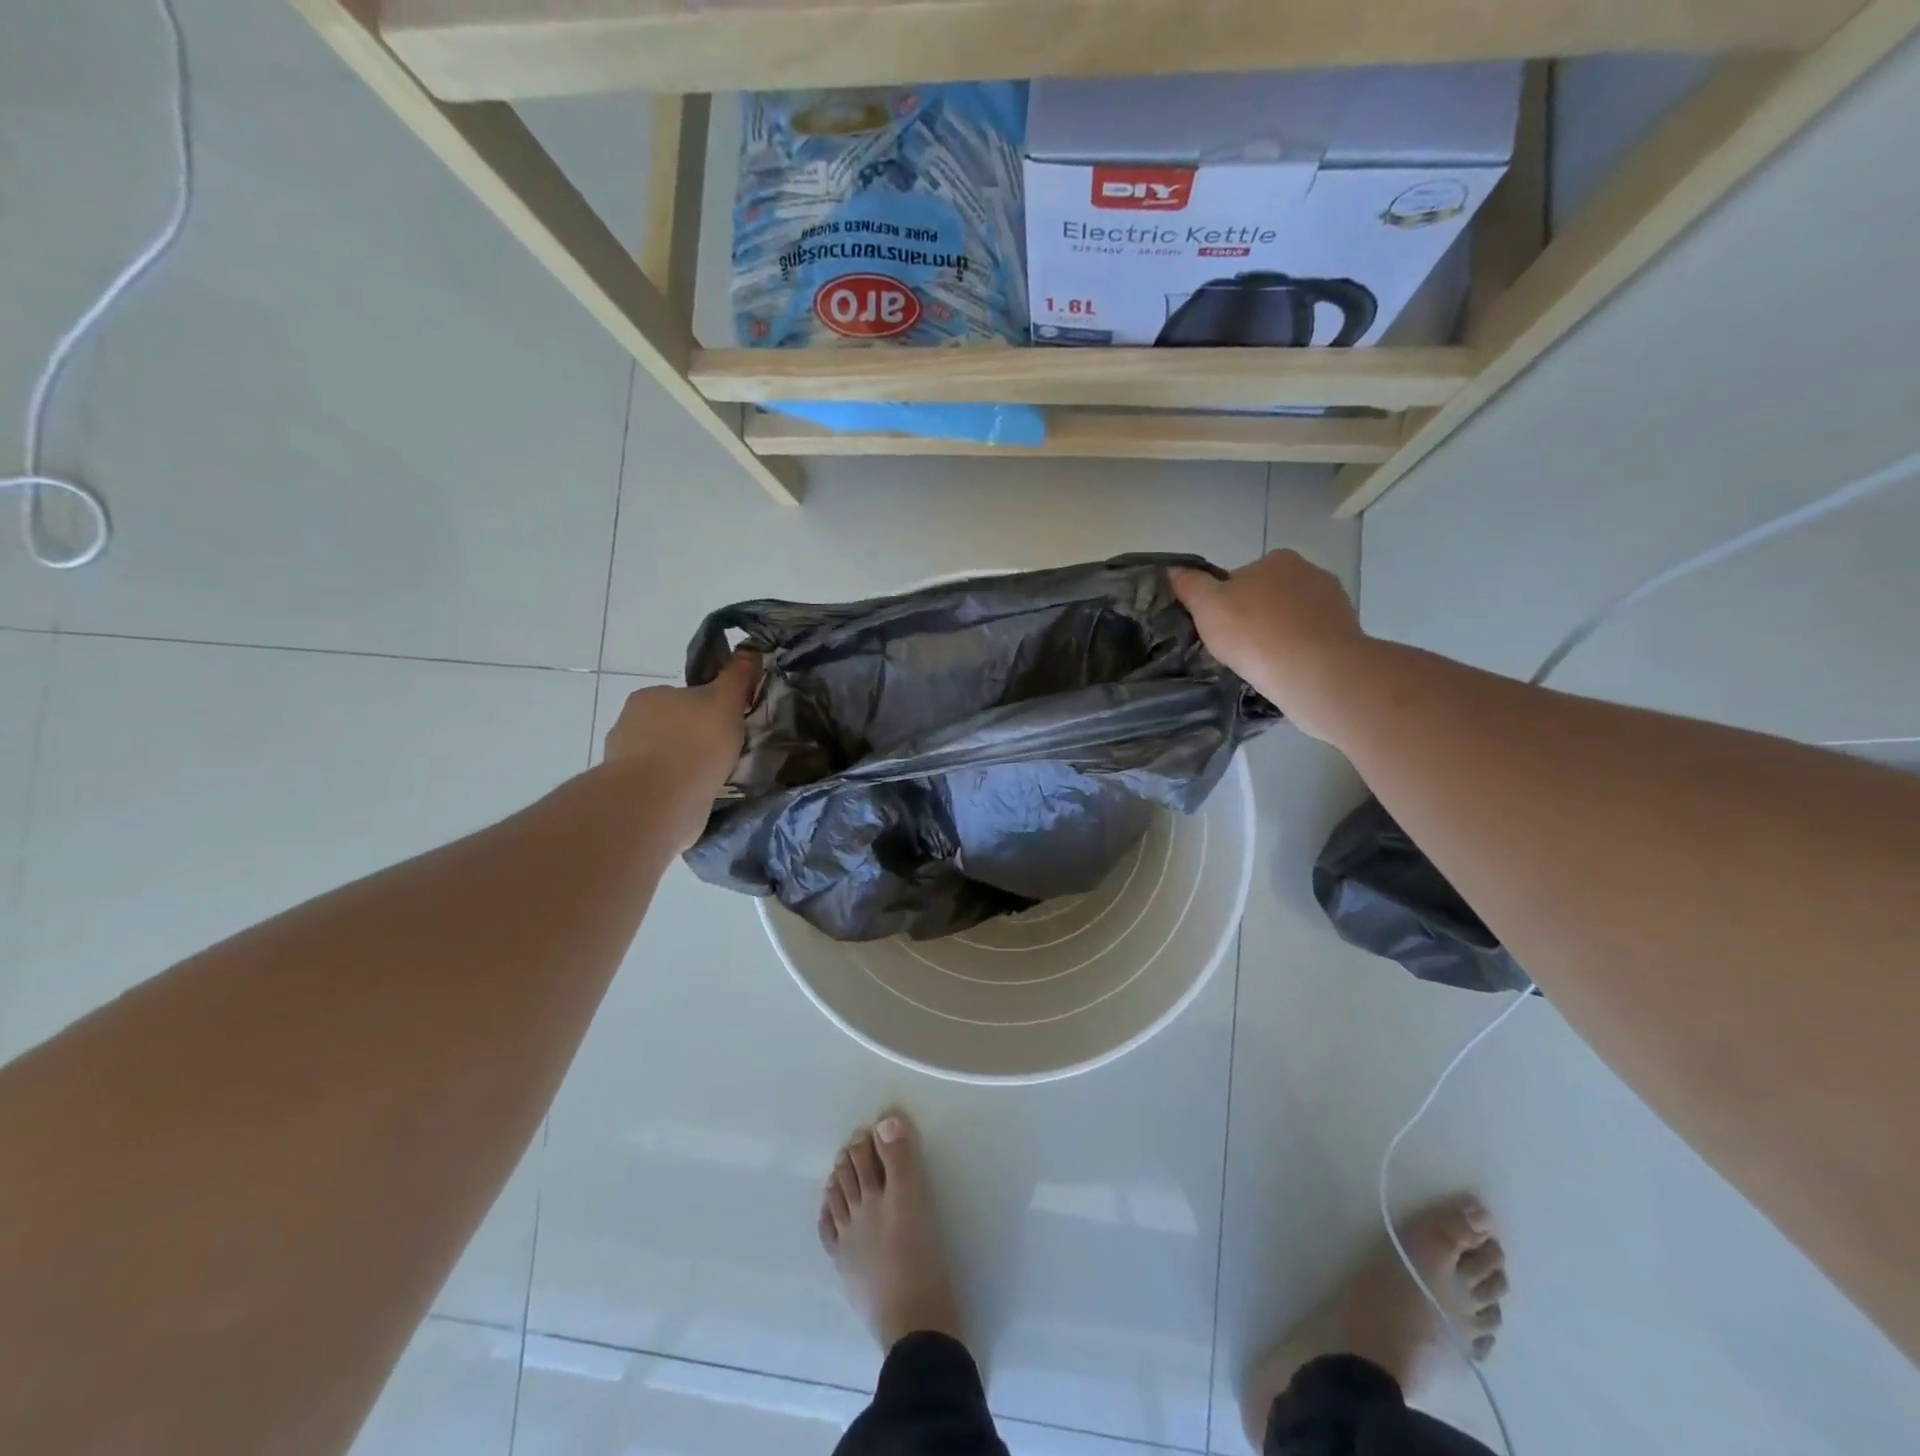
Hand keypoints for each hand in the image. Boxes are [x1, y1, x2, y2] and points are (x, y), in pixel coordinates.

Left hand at [603, 650, 760, 848]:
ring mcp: (623, 760)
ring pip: (663, 757)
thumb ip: (737, 677)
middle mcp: (629, 723)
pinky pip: (658, 785)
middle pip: (672, 726)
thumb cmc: (695, 744)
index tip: (727, 728)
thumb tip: (749, 649)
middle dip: (693, 739)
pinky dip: (674, 790)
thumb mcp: (725, 702)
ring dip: (683, 766)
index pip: (685, 697)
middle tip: (723, 756)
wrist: (658, 802)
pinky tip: (693, 799)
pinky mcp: (626, 793)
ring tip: (711, 781)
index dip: (709, 711)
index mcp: (650, 696)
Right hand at [1171, 552, 1367, 740]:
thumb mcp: (1207, 606)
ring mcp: (1333, 603)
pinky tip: (1285, 670)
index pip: (1239, 578)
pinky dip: (1297, 651)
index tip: (1218, 629)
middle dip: (1253, 617)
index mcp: (1277, 560)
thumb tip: (1174, 570)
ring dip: (1277, 635)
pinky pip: (1311, 640)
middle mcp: (1310, 572)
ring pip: (1291, 619)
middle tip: (1237, 649)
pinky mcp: (1346, 633)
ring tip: (1261, 665)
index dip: (1224, 603)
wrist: (1316, 672)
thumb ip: (1190, 586)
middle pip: (1267, 596)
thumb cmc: (1255, 633)